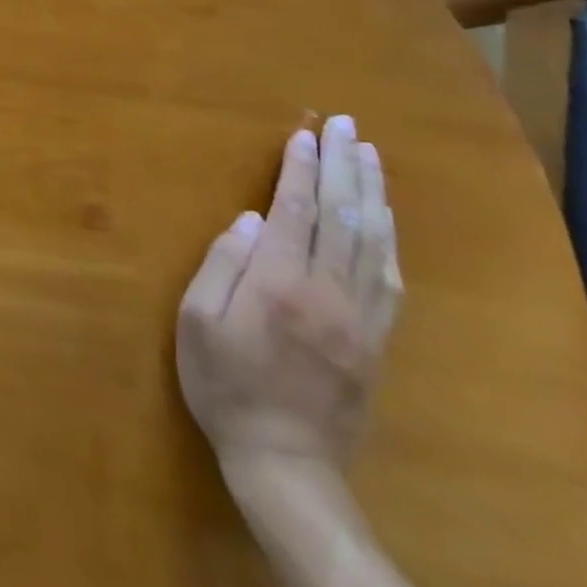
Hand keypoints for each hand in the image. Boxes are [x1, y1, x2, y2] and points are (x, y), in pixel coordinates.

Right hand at [177, 116, 401, 479]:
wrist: (285, 461)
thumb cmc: (225, 383)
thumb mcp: (196, 322)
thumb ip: (223, 265)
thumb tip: (250, 220)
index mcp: (279, 284)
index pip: (295, 211)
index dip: (300, 168)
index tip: (303, 134)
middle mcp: (327, 292)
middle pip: (342, 216)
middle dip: (343, 165)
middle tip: (347, 126)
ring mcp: (360, 317)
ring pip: (373, 241)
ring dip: (373, 192)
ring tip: (371, 154)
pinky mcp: (378, 340)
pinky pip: (390, 279)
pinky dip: (389, 239)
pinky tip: (386, 217)